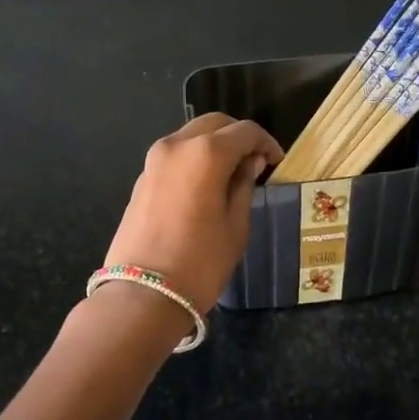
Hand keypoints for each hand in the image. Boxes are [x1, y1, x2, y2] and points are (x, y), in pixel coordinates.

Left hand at [102, 113, 284, 310]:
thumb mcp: (236, 225)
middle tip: (255, 162)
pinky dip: (194, 159)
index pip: (245, 132)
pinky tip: (206, 185)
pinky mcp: (141, 179)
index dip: (266, 143)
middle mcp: (176, 146)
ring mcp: (153, 160)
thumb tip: (250, 163)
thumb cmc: (200, 262)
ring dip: (214, 146)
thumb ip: (244, 186)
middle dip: (238, 137)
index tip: (276, 162)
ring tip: (232, 175)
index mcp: (206, 153)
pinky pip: (175, 156)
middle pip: (214, 124)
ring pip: (191, 137)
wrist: (143, 295)